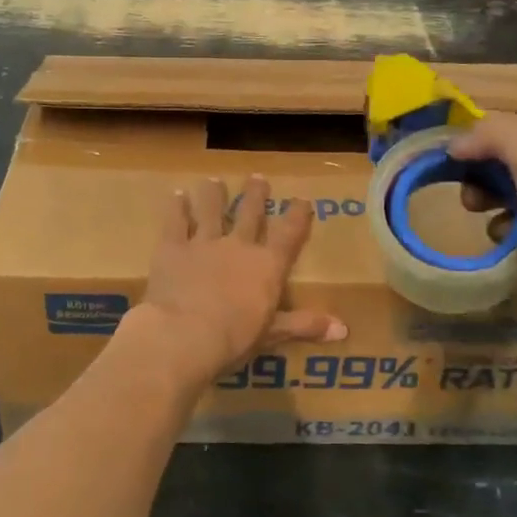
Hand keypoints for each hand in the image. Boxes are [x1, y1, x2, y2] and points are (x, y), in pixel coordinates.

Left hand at [136, 176, 345, 379]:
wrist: (183, 334)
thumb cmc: (234, 338)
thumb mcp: (273, 334)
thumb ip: (304, 325)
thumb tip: (344, 329)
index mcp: (267, 266)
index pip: (288, 235)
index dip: (297, 216)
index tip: (302, 200)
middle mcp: (238, 246)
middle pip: (249, 214)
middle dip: (255, 195)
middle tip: (257, 178)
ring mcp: (203, 243)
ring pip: (211, 210)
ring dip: (214, 194)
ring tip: (214, 181)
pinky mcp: (172, 248)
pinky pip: (176, 222)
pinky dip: (177, 208)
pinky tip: (177, 195)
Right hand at [449, 112, 516, 343]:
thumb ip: (496, 137)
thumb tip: (455, 144)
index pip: (506, 129)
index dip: (474, 138)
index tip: (447, 159)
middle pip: (502, 164)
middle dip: (478, 178)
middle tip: (469, 200)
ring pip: (506, 199)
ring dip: (489, 210)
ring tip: (491, 228)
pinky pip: (516, 233)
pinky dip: (505, 239)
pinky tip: (508, 250)